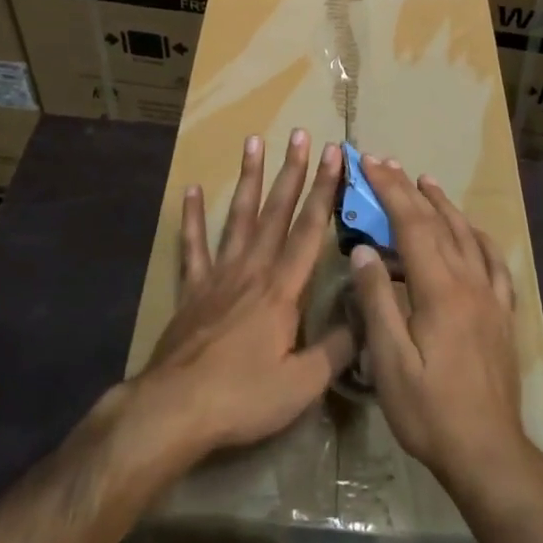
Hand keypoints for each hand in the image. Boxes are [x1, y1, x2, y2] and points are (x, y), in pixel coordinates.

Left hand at [131, 131, 354, 465]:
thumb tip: (366, 315)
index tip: (335, 153)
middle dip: (291, 171)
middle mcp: (253, 269)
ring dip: (249, 178)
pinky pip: (193, 246)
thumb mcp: (302, 384)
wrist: (176, 408)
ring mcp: (219, 274)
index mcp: (282, 288)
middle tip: (299, 133)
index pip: (309, 229)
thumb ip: (338, 349)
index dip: (325, 189)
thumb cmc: (243, 396)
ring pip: (239, 216)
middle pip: (276, 211)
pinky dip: (193, 218)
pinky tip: (192, 190)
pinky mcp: (192, 288)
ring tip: (253, 141)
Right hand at [347, 156, 532, 492]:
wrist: (489, 454)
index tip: (369, 164)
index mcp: (439, 290)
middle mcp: (468, 282)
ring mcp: (490, 297)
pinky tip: (472, 231)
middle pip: (437, 223)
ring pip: (467, 235)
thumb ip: (378, 301)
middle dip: (408, 189)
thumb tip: (363, 250)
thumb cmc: (431, 412)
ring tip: (425, 181)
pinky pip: (493, 262)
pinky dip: (478, 237)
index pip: (411, 225)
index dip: (389, 190)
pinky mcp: (502, 315)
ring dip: (443, 205)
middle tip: (386, 163)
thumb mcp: (390, 362)